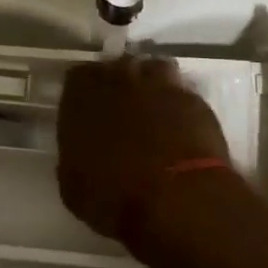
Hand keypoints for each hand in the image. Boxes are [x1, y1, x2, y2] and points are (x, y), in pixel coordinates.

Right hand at [57, 57, 229, 243]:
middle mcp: (120, 79)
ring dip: (152, 84)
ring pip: (154, 69)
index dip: (83, 92)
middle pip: (118, 67)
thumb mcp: (73, 183)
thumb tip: (82, 150)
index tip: (87, 110)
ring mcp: (161, 85)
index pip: (77, 76)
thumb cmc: (112, 196)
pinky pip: (182, 93)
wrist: (175, 200)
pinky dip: (179, 105)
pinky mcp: (195, 101)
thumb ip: (75, 153)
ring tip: (154, 110)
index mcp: (82, 95)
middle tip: (122, 109)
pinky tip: (181, 127)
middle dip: (119, 83)